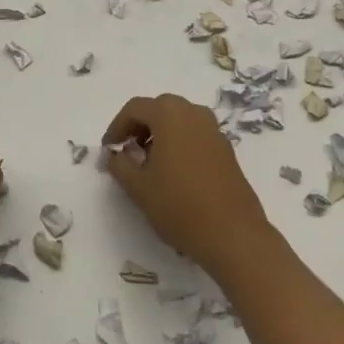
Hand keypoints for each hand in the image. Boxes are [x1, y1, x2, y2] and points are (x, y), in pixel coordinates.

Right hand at [102, 94, 271, 276]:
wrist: (234, 236)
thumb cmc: (179, 206)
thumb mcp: (138, 187)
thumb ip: (119, 165)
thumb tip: (113, 155)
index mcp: (169, 114)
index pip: (135, 108)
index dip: (117, 126)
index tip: (109, 149)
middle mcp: (194, 113)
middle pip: (159, 109)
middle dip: (140, 126)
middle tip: (128, 151)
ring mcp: (214, 131)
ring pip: (179, 120)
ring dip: (161, 134)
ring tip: (150, 162)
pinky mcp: (227, 150)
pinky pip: (195, 135)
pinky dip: (180, 143)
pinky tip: (175, 172)